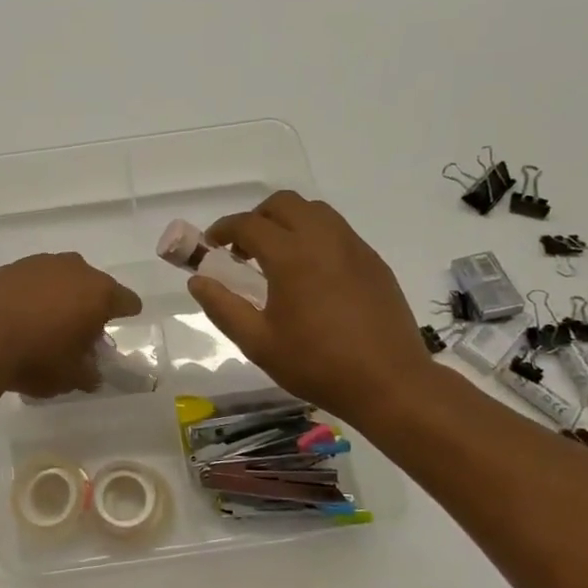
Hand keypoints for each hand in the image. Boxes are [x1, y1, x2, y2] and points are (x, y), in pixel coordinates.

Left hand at [0, 253, 141, 398]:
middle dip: (89, 305)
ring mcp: (38, 264)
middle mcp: (73, 269)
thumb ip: (88, 374)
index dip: (127, 312)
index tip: (125, 320)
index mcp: (98, 293)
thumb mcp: (70, 377)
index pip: (126, 300)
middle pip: (91, 285)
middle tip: (80, 331)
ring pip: (59, 279)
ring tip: (45, 324)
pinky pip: (30, 282)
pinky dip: (30, 296)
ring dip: (58, 297)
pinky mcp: (8, 268)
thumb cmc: (36, 357)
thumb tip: (91, 374)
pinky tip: (18, 317)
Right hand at [189, 192, 434, 427]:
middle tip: (244, 250)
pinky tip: (311, 272)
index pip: (248, 224)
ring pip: (314, 210)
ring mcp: (353, 247)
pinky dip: (315, 235)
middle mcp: (323, 239)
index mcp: (291, 256)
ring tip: (277, 257)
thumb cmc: (317, 365)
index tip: (211, 245)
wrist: (390, 383)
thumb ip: (223, 307)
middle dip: (257, 218)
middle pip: (283, 204)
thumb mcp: (258, 343)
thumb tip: (197, 280)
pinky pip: (338, 230)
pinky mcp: (373, 261)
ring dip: (288, 222)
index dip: (223, 229)